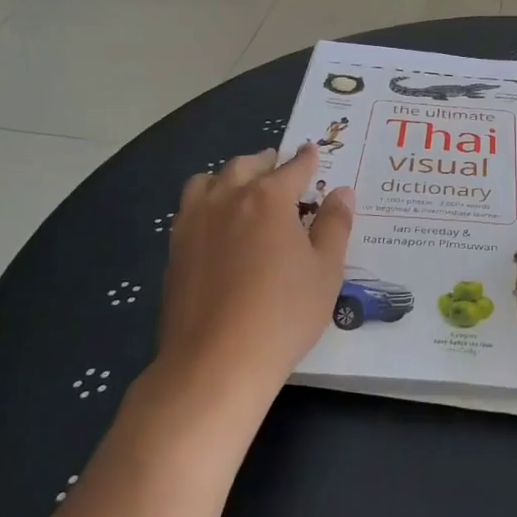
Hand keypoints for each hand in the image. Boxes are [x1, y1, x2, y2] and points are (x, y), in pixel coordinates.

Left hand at [152, 144, 353, 412]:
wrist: (215, 362)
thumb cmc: (283, 314)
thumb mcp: (326, 270)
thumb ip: (334, 225)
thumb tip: (342, 192)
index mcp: (268, 198)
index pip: (293, 167)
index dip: (307, 159)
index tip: (313, 153)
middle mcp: (227, 198)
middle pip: (246, 165)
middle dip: (267, 163)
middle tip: (281, 172)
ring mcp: (194, 222)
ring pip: (209, 180)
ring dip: (230, 177)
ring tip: (243, 191)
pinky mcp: (175, 249)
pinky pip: (190, 208)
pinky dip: (207, 202)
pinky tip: (217, 225)